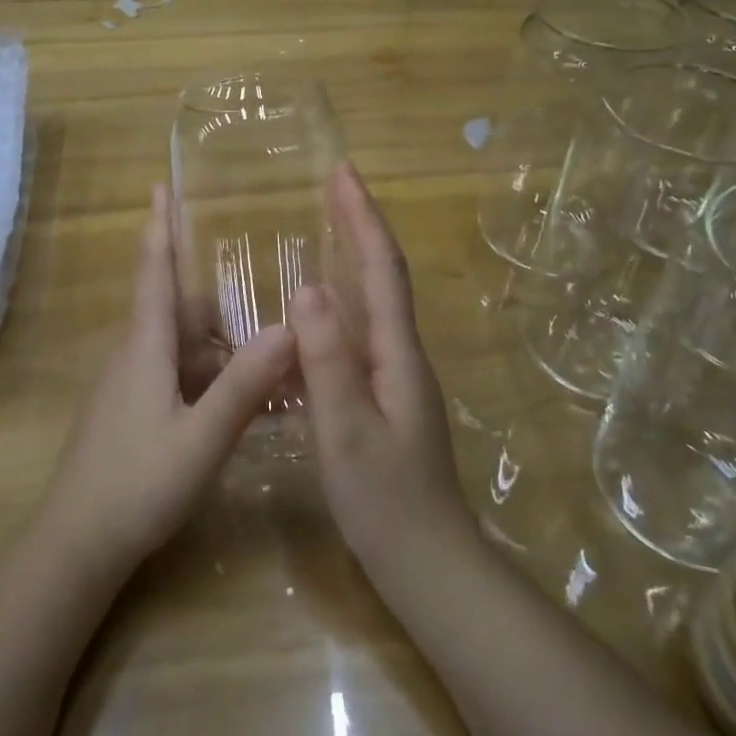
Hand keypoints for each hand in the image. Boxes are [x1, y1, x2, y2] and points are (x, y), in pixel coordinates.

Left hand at [39, 185, 296, 577]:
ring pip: (181, 347)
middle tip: (268, 297)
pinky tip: (241, 400)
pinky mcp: (131, 412)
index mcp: (145, 347)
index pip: (153, 271)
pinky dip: (209, 377)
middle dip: (220, 303)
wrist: (76, 545)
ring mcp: (129, 386)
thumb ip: (245, 385)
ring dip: (220, 347)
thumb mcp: (202, 437)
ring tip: (269, 354)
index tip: (160, 183)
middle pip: (179, 310)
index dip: (159, 226)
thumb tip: (289, 327)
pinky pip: (176, 376)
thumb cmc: (137, 484)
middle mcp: (134, 356)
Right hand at [290, 163, 474, 590]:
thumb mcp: (347, 430)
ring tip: (325, 226)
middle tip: (332, 184)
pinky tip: (320, 307)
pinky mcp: (385, 396)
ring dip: (354, 255)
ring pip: (374, 300)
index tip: (342, 172)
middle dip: (360, 224)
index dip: (362, 218)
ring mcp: (396, 376)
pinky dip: (344, 298)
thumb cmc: (386, 501)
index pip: (381, 269)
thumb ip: (328, 361)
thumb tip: (307, 287)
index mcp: (396, 353)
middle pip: (383, 274)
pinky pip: (361, 330)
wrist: (428, 563)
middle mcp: (401, 353)